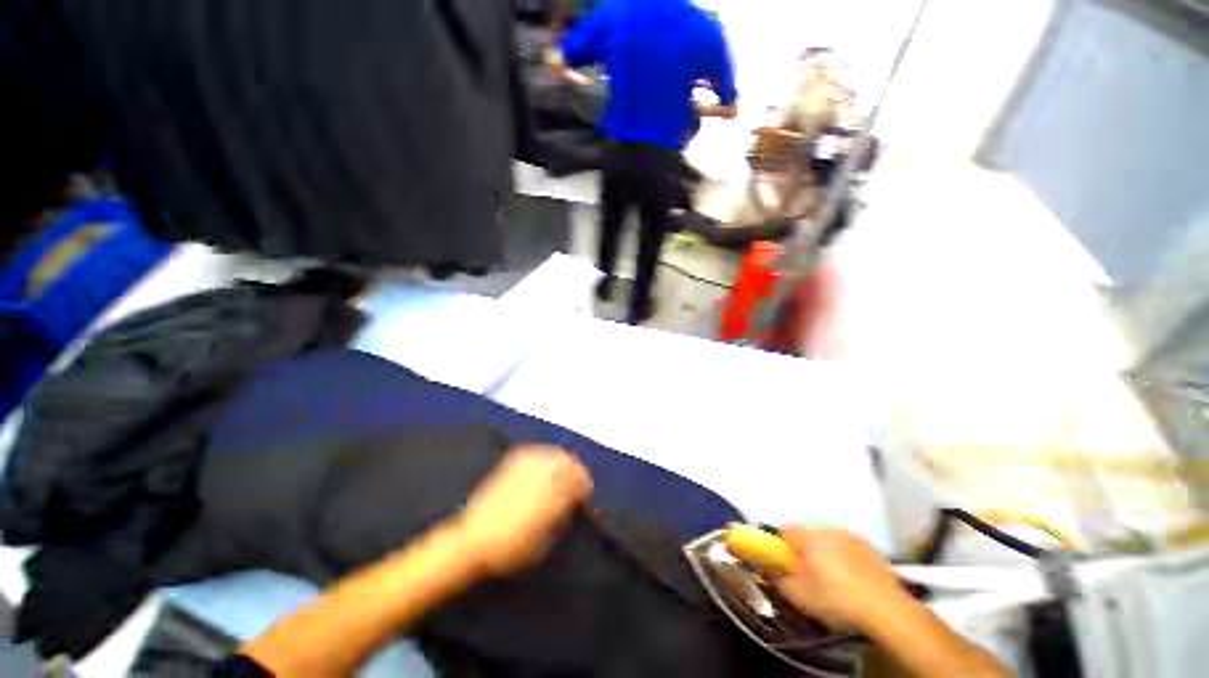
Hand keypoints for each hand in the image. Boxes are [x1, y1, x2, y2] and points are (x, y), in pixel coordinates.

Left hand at [454, 446, 592, 576]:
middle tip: (575, 484)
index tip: (584, 496)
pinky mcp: (513, 461)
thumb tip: (573, 502)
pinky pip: (538, 451)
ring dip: (563, 462)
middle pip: (570, 462)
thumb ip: (562, 517)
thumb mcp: (544, 543)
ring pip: (556, 453)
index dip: (585, 486)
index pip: (579, 480)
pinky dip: (546, 456)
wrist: (472, 540)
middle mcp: (542, 475)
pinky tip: (544, 466)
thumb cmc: (511, 549)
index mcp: (552, 496)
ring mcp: (526, 465)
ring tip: (561, 475)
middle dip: (576, 472)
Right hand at [772, 526, 905, 631]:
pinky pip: (847, 549)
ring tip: (830, 582)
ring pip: (827, 541)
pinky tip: (851, 582)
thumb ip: (775, 576)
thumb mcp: (796, 594)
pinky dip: (844, 560)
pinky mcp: (870, 547)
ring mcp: (850, 535)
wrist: (886, 609)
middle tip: (805, 578)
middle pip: (804, 535)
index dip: (778, 549)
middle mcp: (826, 526)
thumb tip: (766, 567)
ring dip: (824, 555)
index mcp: (805, 533)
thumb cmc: (835, 598)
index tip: (782, 568)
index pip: (781, 531)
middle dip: (802, 552)